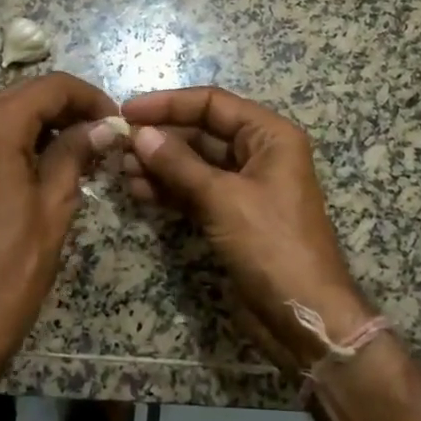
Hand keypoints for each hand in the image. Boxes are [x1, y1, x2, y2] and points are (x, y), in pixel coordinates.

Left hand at [0, 72, 117, 377]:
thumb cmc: (14, 266)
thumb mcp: (55, 205)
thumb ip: (75, 153)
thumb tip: (101, 128)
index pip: (47, 88)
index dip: (87, 97)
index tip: (111, 119)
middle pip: (15, 93)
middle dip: (57, 106)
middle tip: (90, 131)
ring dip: (24, 118)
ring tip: (56, 146)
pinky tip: (16, 168)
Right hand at [110, 86, 375, 372]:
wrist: (302, 316)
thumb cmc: (271, 245)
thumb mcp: (223, 199)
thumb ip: (179, 164)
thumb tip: (140, 134)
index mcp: (270, 136)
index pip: (213, 104)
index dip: (169, 104)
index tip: (128, 111)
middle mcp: (258, 154)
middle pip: (201, 132)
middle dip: (160, 138)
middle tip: (117, 146)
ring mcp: (243, 187)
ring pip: (194, 163)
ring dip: (159, 165)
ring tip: (121, 170)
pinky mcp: (230, 216)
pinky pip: (194, 191)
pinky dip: (168, 190)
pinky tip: (138, 191)